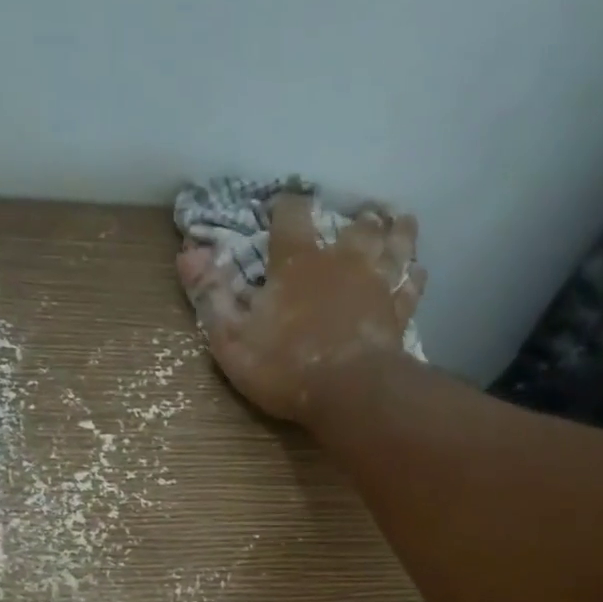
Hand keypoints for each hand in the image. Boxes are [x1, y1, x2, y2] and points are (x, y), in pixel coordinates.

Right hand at [177, 193, 425, 423]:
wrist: (348, 394)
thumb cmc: (285, 367)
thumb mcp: (232, 337)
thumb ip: (211, 295)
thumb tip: (187, 253)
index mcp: (298, 261)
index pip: (292, 214)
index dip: (286, 207)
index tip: (282, 208)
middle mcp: (343, 261)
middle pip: (357, 225)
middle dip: (355, 219)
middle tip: (358, 217)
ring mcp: (376, 286)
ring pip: (395, 245)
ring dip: (397, 232)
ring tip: (399, 222)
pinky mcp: (398, 315)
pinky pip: (411, 288)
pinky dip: (413, 278)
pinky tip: (415, 273)